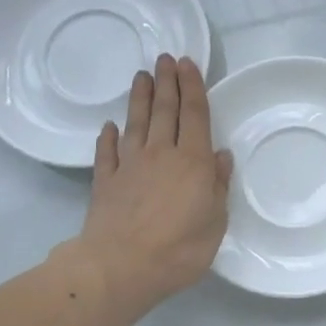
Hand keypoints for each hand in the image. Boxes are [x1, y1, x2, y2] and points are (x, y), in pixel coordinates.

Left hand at [60, 55, 232, 315]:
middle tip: (165, 58)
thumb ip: (217, 185)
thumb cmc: (179, 248)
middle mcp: (161, 154)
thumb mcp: (215, 221)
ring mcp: (129, 166)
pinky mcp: (105, 182)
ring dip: (139, 98)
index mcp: (192, 162)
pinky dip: (108, 137)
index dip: (193, 88)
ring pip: (135, 123)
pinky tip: (109, 127)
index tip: (188, 63)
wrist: (120, 267)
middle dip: (167, 83)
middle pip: (164, 111)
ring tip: (142, 76)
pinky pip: (107, 152)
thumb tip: (220, 155)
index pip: (195, 116)